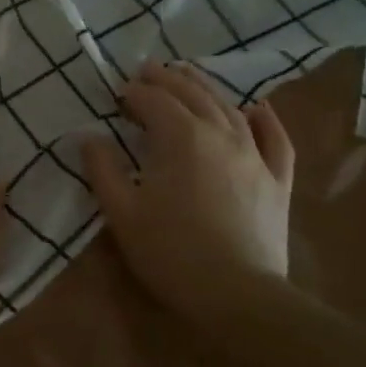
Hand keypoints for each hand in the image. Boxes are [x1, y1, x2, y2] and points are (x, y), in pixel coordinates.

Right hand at [82, 60, 294, 330]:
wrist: (238, 296)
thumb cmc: (171, 253)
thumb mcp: (121, 213)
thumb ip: (102, 169)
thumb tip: (88, 137)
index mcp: (181, 137)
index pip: (154, 100)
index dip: (134, 92)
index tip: (117, 94)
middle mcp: (221, 134)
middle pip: (192, 93)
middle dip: (167, 79)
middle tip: (147, 70)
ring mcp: (254, 155)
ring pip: (229, 107)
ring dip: (205, 87)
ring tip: (188, 76)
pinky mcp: (277, 179)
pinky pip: (275, 139)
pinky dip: (265, 119)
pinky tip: (257, 109)